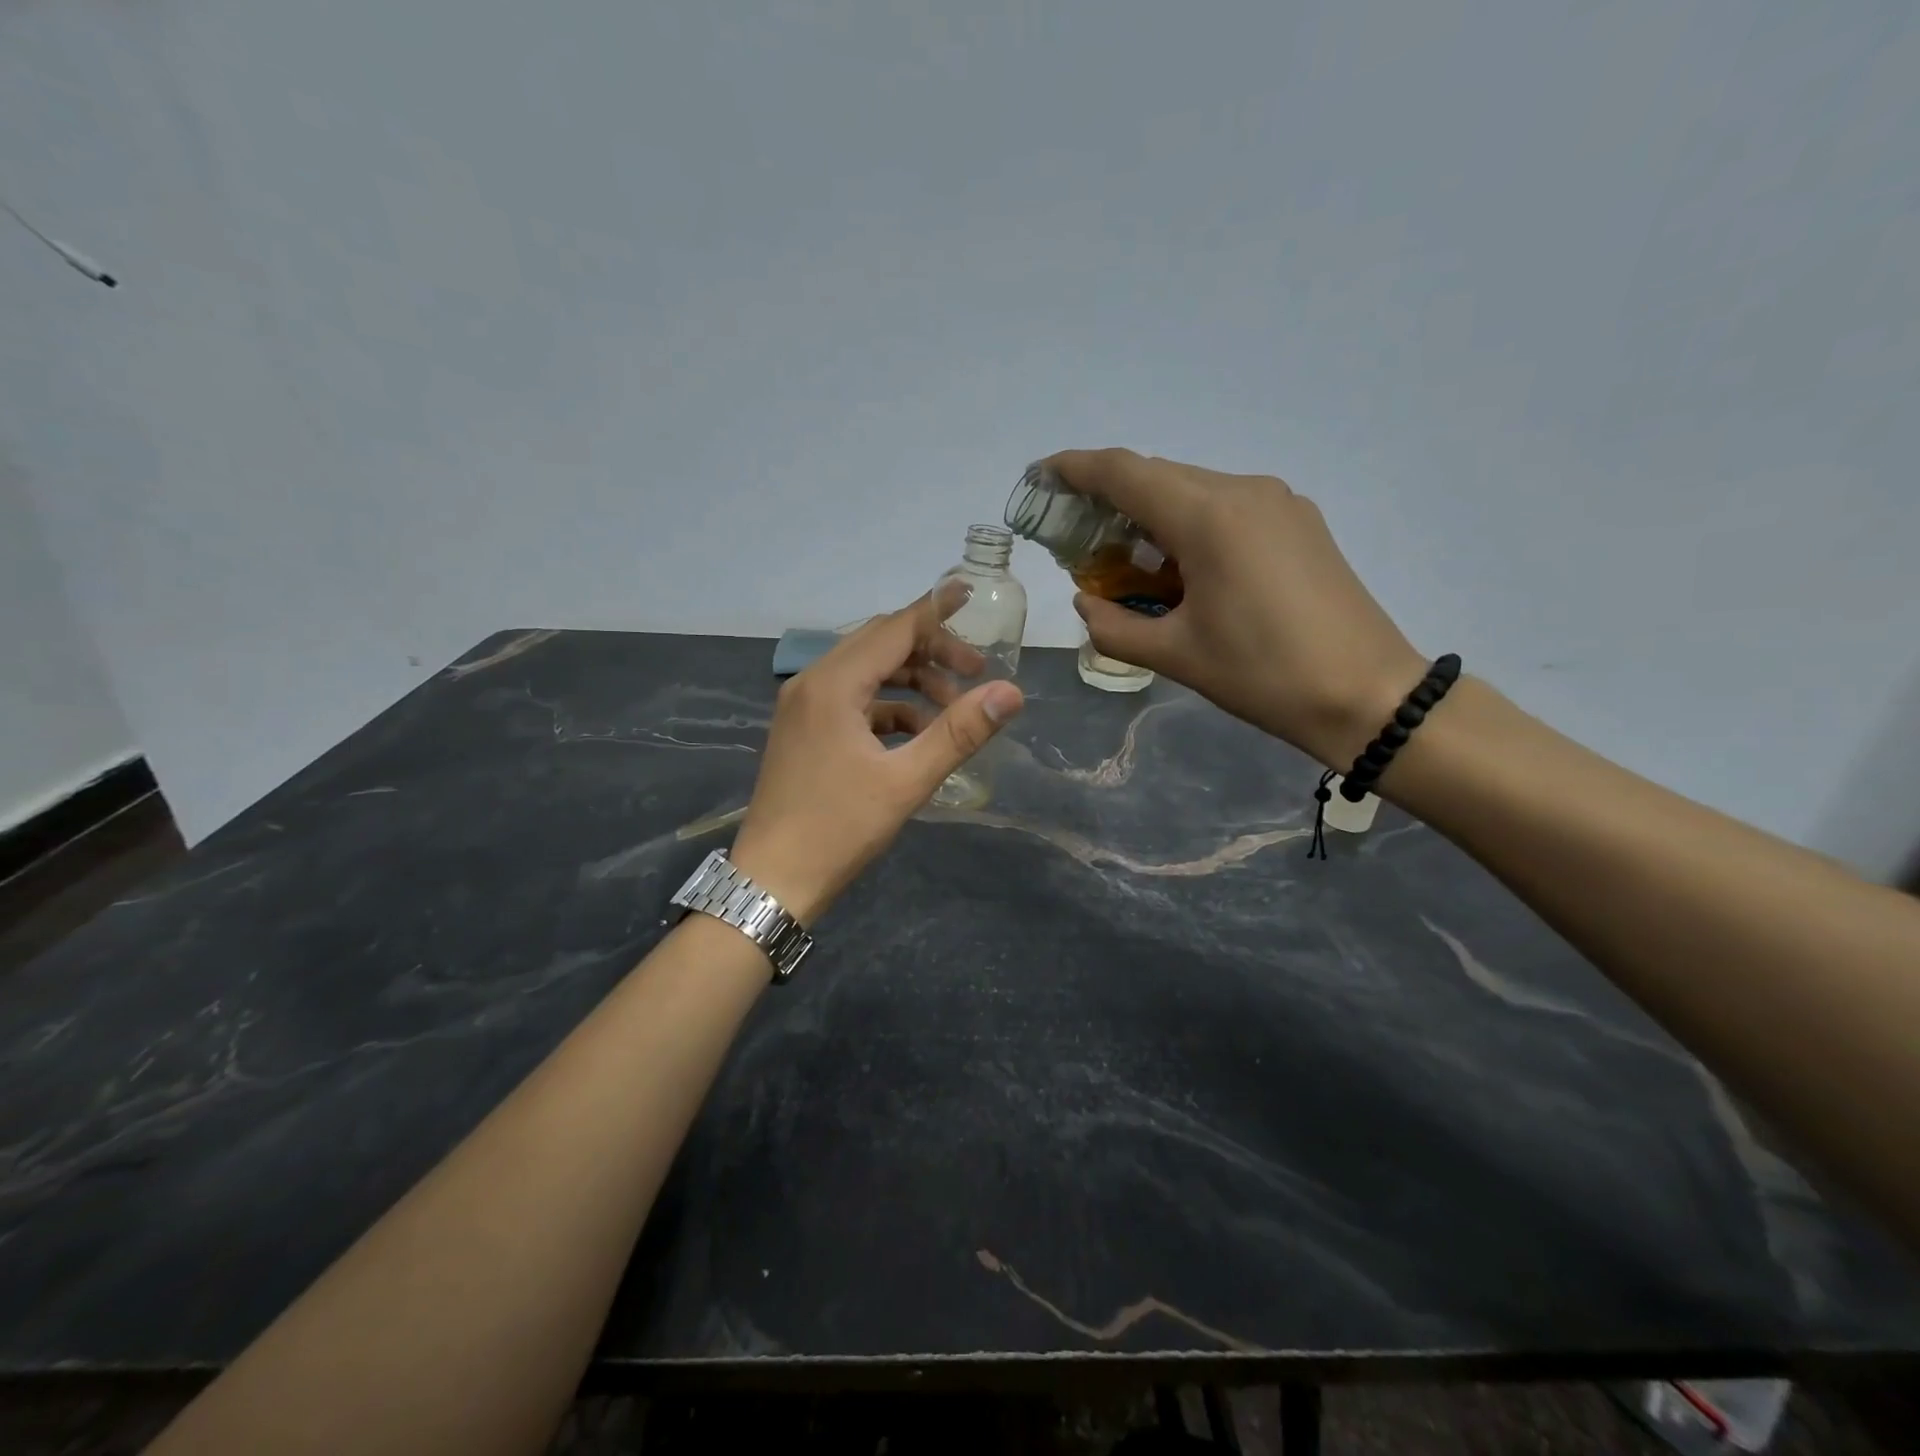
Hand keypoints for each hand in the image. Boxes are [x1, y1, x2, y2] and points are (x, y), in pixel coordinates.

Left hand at [728, 593, 1024, 922]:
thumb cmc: (838, 829)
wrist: (773, 880)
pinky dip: (888, 707)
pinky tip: (917, 734)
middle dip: (931, 652)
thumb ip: (958, 732)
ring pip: (867, 673)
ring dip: (912, 682)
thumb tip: (1011, 693)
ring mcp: (802, 707)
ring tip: (953, 711)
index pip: (893, 629)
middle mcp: (812, 682)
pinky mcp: (804, 730)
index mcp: (833, 684)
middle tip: (977, 673)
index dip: (934, 610)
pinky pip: (853, 700)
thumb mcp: (906, 781)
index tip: (968, 592)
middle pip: (879, 644)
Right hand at [1049, 448, 1425, 767]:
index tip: (1041, 477)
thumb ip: (1113, 625)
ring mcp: (1278, 503)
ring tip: (1126, 561)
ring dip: (1151, 515)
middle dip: (1110, 499)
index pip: (1125, 472)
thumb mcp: (1175, 655)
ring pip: (1194, 491)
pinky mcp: (1299, 523)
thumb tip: (1086, 601)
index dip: (1076, 469)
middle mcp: (1244, 491)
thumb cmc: (1263, 675)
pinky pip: (1226, 507)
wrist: (1367, 694)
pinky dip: (1189, 526)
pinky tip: (1181, 568)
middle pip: (1158, 476)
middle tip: (1078, 539)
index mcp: (1209, 516)